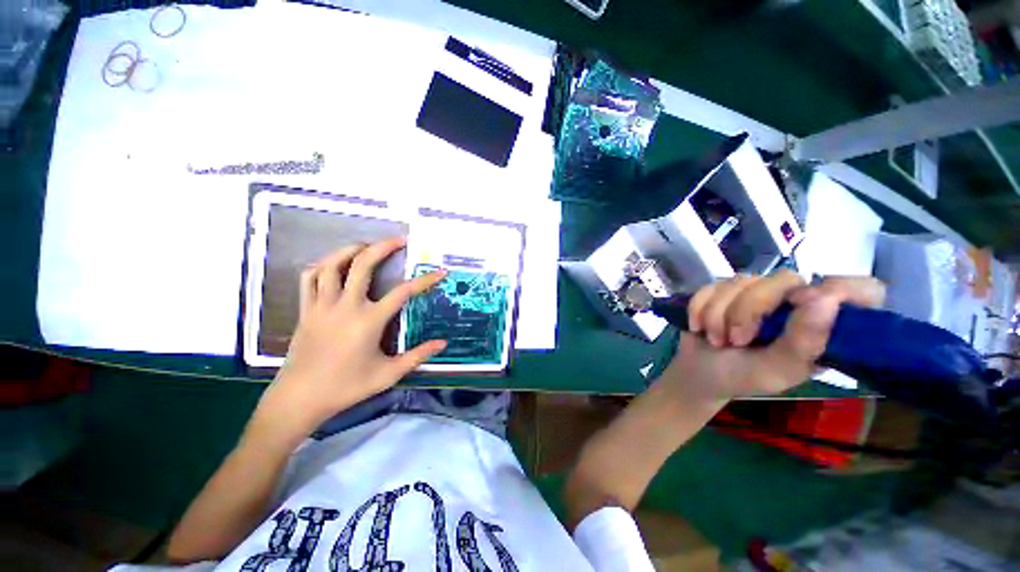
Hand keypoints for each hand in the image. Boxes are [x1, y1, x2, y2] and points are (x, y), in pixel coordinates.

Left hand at [255, 238, 446, 435]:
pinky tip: (334, 264)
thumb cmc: (346, 387)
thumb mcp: (388, 374)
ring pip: (332, 265)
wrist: (300, 398)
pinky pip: (310, 278)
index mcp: (368, 321)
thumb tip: (442, 343)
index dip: (425, 280)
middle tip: (400, 239)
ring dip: (350, 250)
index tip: (440, 272)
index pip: (403, 292)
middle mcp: (345, 306)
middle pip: (363, 265)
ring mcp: (322, 305)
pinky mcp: (305, 310)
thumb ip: (418, 356)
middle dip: (383, 247)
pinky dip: (323, 265)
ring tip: (366, 245)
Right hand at [657, 272, 885, 404]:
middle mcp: (794, 301)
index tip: (805, 304)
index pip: (863, 290)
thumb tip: (826, 298)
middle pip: (783, 279)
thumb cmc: (742, 377)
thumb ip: (804, 341)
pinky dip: (699, 308)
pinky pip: (711, 286)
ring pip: (739, 282)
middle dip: (748, 311)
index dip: (845, 290)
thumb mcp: (778, 370)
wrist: (698, 373)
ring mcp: (756, 292)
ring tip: (716, 339)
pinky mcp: (723, 289)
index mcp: (822, 324)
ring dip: (718, 315)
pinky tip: (698, 326)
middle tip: (736, 340)